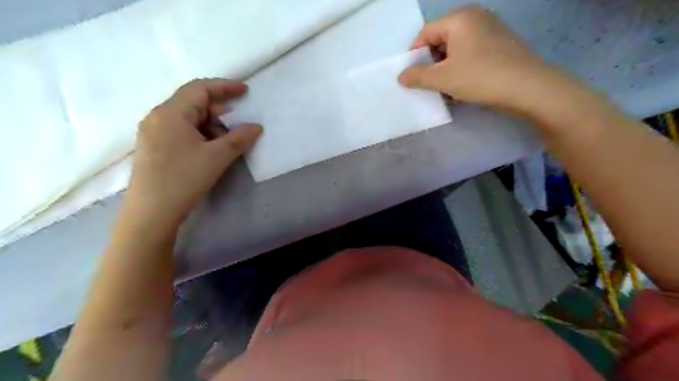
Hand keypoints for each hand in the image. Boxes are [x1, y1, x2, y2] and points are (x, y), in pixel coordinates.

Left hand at [123, 78, 261, 229]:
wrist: (150, 213)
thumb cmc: (183, 179)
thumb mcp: (217, 157)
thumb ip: (239, 138)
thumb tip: (256, 127)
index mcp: (170, 113)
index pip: (200, 88)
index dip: (224, 87)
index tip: (245, 91)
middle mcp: (158, 117)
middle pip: (193, 103)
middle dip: (219, 113)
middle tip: (237, 129)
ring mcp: (153, 132)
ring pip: (188, 119)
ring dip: (211, 127)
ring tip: (224, 146)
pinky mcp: (154, 147)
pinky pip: (181, 131)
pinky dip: (200, 136)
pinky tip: (209, 151)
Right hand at [398, 4, 565, 110]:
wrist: (527, 87)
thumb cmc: (479, 77)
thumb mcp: (442, 79)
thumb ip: (417, 76)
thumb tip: (401, 76)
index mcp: (459, 18)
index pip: (425, 33)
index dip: (415, 55)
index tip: (413, 76)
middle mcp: (475, 17)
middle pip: (441, 39)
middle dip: (432, 63)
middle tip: (430, 84)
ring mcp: (490, 29)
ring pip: (456, 49)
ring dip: (446, 69)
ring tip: (446, 89)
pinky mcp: (500, 43)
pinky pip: (471, 53)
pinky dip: (461, 68)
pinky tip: (463, 86)